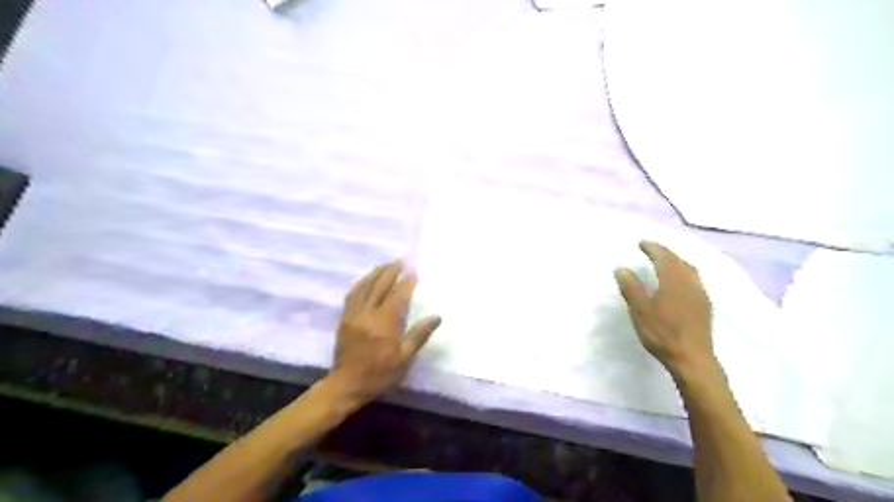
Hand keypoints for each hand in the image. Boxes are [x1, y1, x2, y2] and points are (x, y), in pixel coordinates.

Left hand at [328, 260, 440, 404]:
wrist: (347, 385)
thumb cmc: (379, 373)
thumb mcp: (404, 358)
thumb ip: (419, 334)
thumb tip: (436, 316)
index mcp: (385, 322)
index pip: (398, 296)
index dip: (407, 283)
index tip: (414, 274)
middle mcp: (368, 313)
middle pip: (380, 286)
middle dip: (390, 272)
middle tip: (400, 261)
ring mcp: (354, 314)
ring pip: (364, 287)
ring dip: (375, 274)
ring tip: (384, 265)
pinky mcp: (344, 319)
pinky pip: (352, 295)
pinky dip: (361, 284)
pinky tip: (366, 281)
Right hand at [611, 241, 717, 378]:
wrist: (691, 358)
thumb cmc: (662, 333)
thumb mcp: (640, 310)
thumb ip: (631, 287)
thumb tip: (622, 268)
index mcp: (673, 281)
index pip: (663, 257)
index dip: (652, 248)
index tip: (641, 242)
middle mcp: (690, 283)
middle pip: (679, 261)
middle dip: (665, 252)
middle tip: (652, 249)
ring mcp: (700, 295)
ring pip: (689, 270)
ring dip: (677, 261)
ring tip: (666, 261)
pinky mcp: (704, 306)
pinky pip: (694, 280)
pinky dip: (684, 273)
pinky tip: (680, 282)